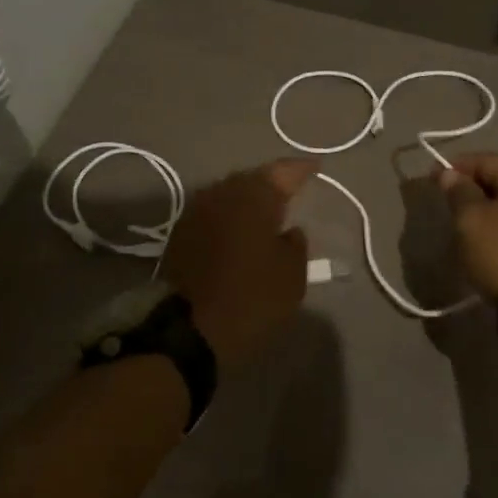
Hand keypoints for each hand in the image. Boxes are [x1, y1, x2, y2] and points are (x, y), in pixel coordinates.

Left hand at [162, 160, 316, 369]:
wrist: (188, 329)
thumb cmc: (251, 297)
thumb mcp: (292, 275)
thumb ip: (296, 244)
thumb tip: (290, 231)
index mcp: (254, 195)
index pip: (283, 171)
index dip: (302, 169)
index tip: (316, 167)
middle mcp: (222, 192)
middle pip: (252, 179)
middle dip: (272, 182)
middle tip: (290, 189)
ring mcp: (196, 210)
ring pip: (230, 195)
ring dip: (248, 200)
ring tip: (267, 211)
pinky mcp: (180, 232)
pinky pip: (214, 213)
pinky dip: (230, 217)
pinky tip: (240, 230)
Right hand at [439, 153, 497, 300]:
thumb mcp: (471, 219)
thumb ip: (458, 192)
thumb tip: (450, 174)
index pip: (484, 160)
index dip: (454, 168)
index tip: (431, 181)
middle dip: (470, 188)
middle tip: (446, 203)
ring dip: (483, 208)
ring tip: (461, 223)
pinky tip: (483, 239)